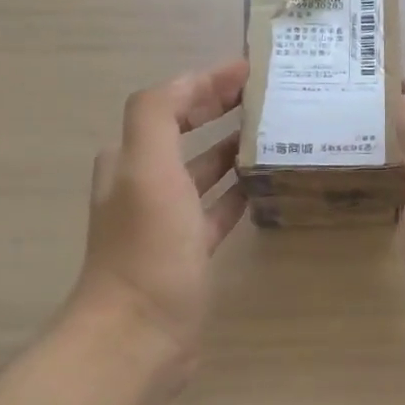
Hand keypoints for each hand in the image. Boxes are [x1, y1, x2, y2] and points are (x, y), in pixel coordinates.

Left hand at [67, 60, 249, 390]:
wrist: (139, 335)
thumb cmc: (147, 249)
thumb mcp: (147, 170)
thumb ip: (158, 115)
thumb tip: (193, 82)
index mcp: (130, 159)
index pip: (167, 102)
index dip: (205, 81)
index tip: (249, 69)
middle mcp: (144, 184)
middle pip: (184, 133)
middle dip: (219, 110)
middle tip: (266, 97)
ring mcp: (167, 221)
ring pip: (202, 171)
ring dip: (231, 149)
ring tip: (274, 134)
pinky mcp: (188, 252)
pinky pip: (216, 210)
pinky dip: (236, 193)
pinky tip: (263, 186)